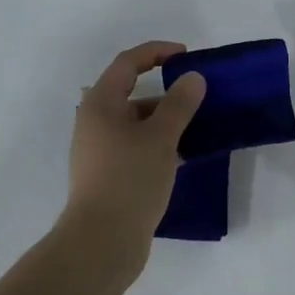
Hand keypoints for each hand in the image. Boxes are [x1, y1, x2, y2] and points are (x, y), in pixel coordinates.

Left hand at [61, 42, 206, 268]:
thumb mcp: (161, 137)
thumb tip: (192, 78)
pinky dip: (160, 144)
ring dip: (166, 121)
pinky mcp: (108, 175)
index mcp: (100, 104)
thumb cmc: (129, 179)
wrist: (101, 242)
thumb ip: (179, 104)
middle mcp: (95, 122)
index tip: (187, 56)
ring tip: (199, 128)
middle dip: (167, 92)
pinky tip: (185, 156)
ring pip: (137, 124)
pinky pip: (137, 147)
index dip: (157, 52)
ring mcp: (100, 150)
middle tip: (199, 97)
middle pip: (132, 93)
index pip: (128, 63)